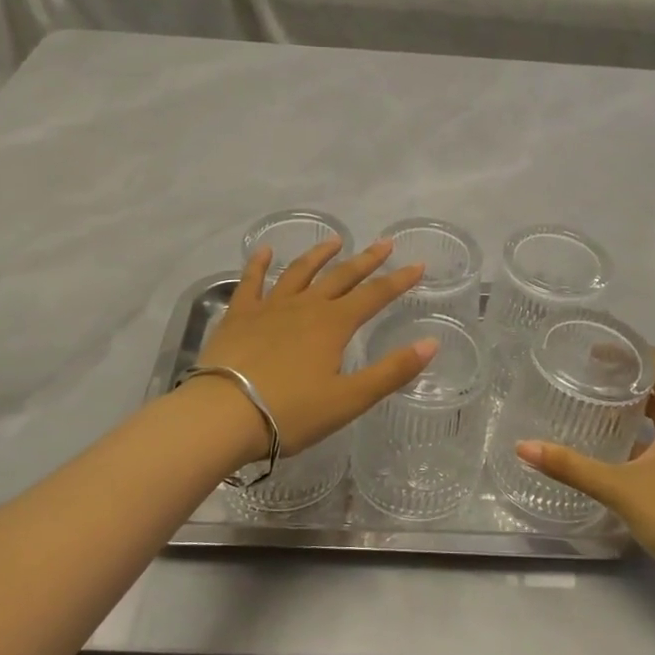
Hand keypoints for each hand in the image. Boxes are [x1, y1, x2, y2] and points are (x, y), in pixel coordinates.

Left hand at [196, 239, 438, 458]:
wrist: (223, 413)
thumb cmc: (291, 412)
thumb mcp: (349, 399)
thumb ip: (392, 371)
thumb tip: (431, 343)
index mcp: (334, 325)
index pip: (375, 296)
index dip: (399, 281)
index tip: (418, 265)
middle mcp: (305, 306)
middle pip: (341, 277)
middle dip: (366, 260)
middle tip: (385, 243)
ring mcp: (269, 307)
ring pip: (299, 272)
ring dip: (319, 255)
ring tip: (334, 241)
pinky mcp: (239, 315)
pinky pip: (251, 282)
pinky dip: (258, 264)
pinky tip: (265, 251)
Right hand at [516, 351, 654, 594]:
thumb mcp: (620, 489)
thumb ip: (572, 467)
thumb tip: (524, 447)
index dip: (634, 351)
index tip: (599, 350)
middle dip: (635, 372)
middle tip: (596, 371)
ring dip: (642, 400)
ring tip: (603, 400)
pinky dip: (645, 430)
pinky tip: (618, 445)